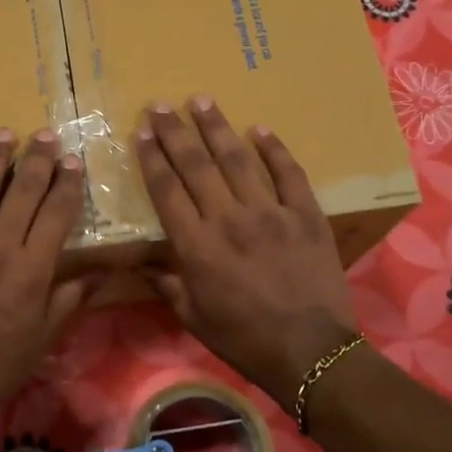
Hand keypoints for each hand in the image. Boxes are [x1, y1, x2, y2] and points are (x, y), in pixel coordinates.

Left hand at [0, 127, 90, 431]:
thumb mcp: (44, 337)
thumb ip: (70, 297)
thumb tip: (101, 271)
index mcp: (30, 271)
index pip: (56, 213)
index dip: (67, 183)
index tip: (72, 161)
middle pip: (21, 192)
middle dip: (37, 159)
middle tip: (45, 135)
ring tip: (3, 134)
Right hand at [138, 97, 359, 410]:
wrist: (309, 351)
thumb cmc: (243, 338)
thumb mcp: (193, 316)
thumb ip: (167, 283)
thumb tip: (144, 262)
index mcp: (197, 246)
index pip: (166, 190)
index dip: (152, 158)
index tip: (142, 131)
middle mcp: (228, 219)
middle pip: (195, 165)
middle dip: (175, 132)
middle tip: (162, 104)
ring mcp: (270, 213)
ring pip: (238, 160)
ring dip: (217, 128)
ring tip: (202, 100)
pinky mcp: (305, 215)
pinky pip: (289, 173)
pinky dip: (274, 150)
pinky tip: (261, 129)